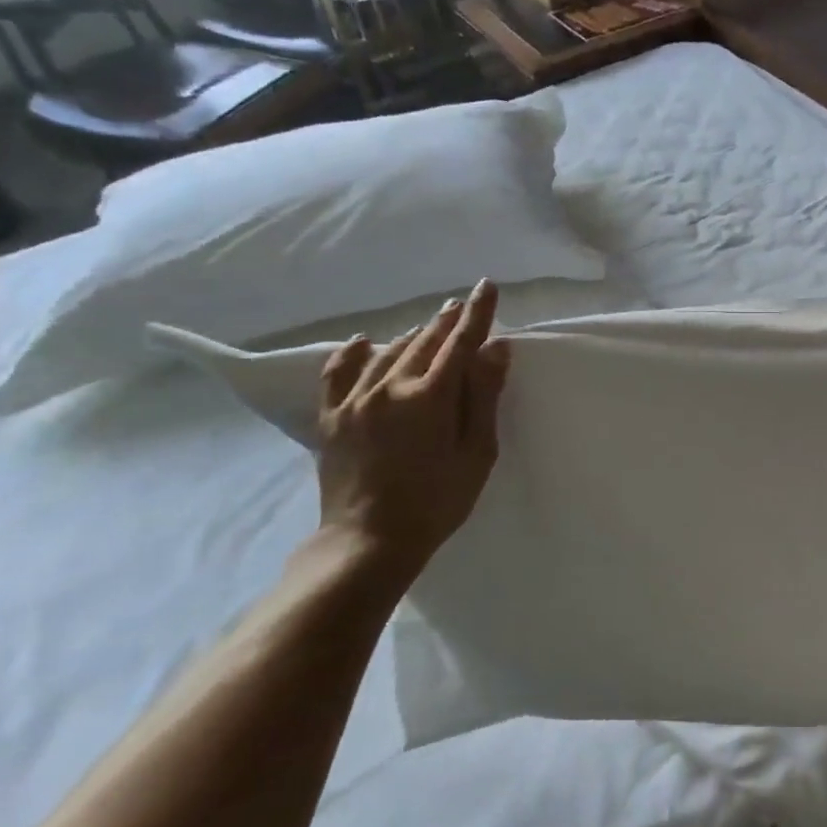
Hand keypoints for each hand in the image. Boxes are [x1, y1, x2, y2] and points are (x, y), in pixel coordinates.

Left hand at [315, 279, 510, 569]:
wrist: (369, 540)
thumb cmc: (438, 501)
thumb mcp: (476, 452)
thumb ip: (483, 396)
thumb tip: (495, 348)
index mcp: (430, 396)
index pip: (460, 342)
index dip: (477, 313)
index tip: (487, 287)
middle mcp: (389, 387)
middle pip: (424, 341)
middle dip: (447, 321)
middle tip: (461, 304)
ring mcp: (355, 401)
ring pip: (388, 352)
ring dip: (413, 335)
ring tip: (429, 325)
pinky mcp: (331, 418)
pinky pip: (338, 374)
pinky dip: (352, 354)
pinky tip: (362, 342)